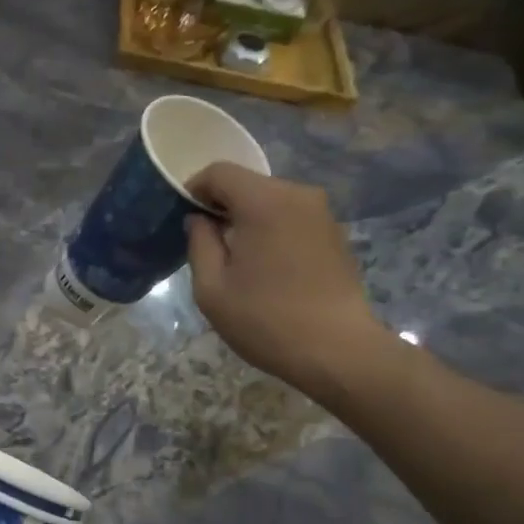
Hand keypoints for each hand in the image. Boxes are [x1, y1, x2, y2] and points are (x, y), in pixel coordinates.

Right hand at [186, 162, 389, 395]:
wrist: (338, 351)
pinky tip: (268, 267)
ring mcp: (321, 212)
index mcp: (264, 201)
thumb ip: (199, 243)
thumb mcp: (212, 289)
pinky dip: (272, 229)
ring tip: (239, 260)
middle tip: (209, 244)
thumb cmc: (266, 320)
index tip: (185, 220)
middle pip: (247, 183)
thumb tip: (199, 219)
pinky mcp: (334, 232)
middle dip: (222, 206)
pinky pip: (291, 216)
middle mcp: (297, 194)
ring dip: (249, 219)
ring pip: (270, 200)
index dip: (194, 189)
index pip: (219, 172)